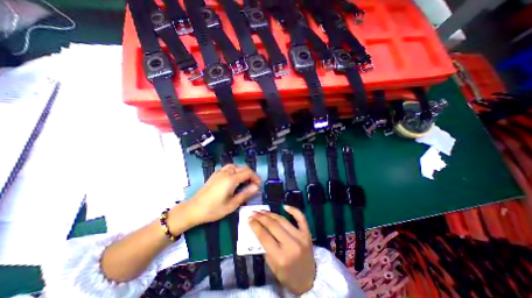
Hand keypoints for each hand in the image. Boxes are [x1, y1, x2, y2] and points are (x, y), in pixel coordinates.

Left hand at [171, 164, 261, 226]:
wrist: (193, 209)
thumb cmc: (213, 210)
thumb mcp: (232, 205)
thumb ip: (245, 194)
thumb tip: (256, 187)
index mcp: (231, 179)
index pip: (248, 172)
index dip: (256, 177)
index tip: (258, 185)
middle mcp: (226, 173)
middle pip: (243, 168)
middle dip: (250, 175)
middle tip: (253, 185)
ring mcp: (219, 172)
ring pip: (235, 166)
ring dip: (242, 172)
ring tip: (244, 182)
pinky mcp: (215, 174)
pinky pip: (228, 168)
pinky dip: (235, 171)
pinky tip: (234, 180)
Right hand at [249, 206, 314, 294]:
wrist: (309, 280)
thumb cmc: (288, 275)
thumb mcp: (272, 266)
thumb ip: (265, 248)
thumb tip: (258, 229)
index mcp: (281, 257)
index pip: (264, 237)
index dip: (255, 226)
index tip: (249, 218)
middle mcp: (291, 245)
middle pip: (273, 226)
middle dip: (261, 217)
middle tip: (254, 212)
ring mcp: (301, 237)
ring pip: (283, 220)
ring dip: (271, 214)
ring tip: (263, 211)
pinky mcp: (307, 233)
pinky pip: (300, 218)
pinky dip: (293, 210)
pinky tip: (284, 206)